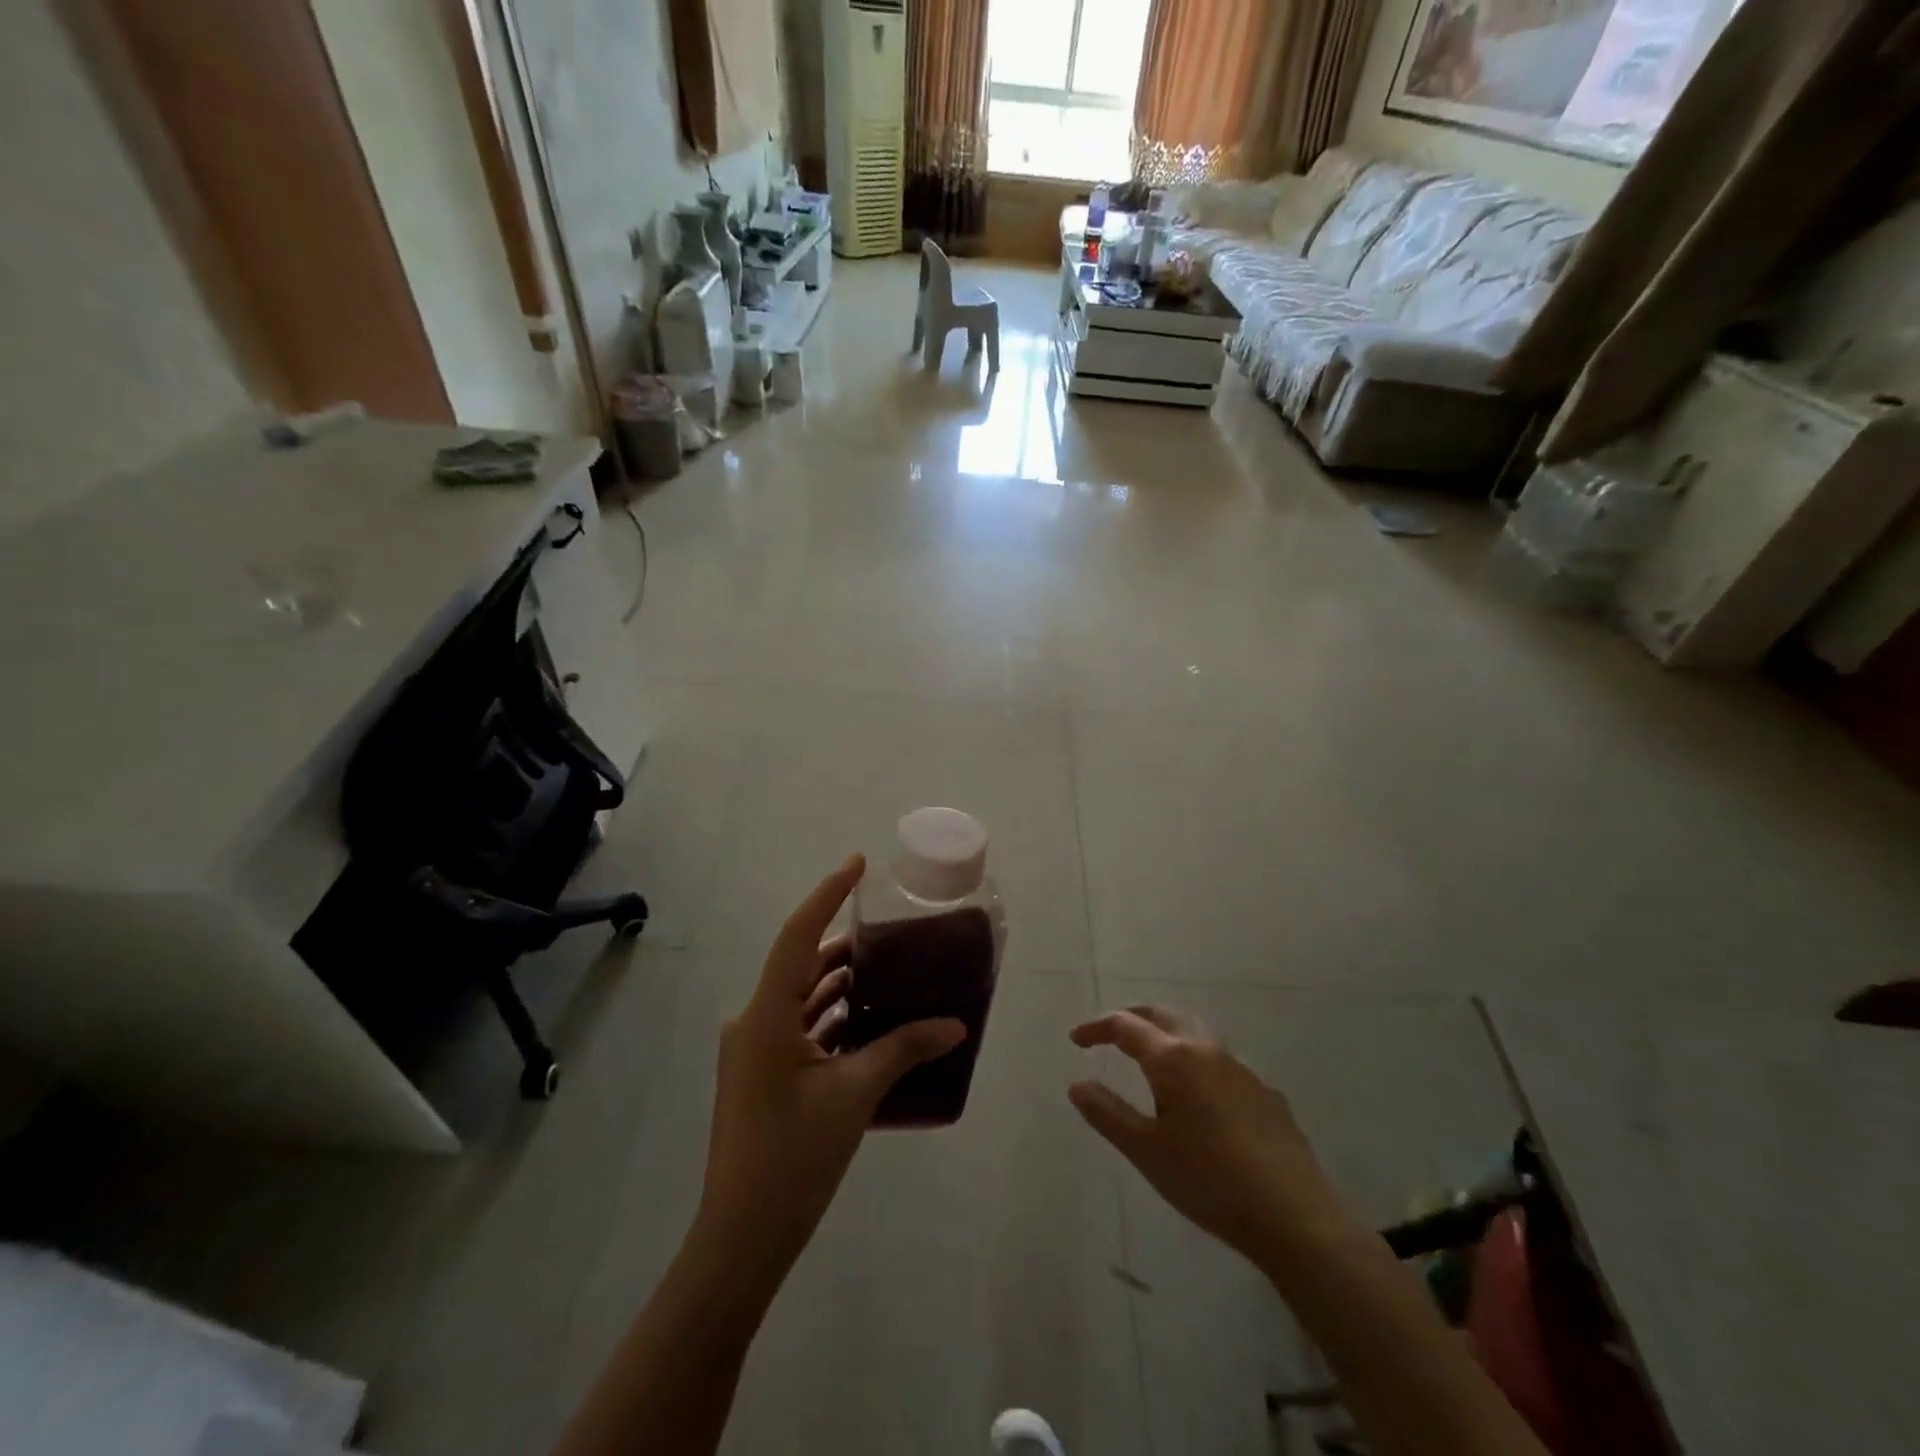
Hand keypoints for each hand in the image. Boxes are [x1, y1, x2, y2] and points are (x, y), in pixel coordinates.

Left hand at [697, 855, 966, 1279]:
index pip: (799, 935)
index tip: (857, 863)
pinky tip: (870, 1018)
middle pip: (801, 964)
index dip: (828, 894)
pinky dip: (833, 1016)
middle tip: (890, 927)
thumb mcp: (855, 1095)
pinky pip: (801, 1027)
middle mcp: (754, 1021)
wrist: (742, 1238)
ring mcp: (756, 1049)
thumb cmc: (793, 1158)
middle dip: (844, 944)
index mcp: (766, 1015)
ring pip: (802, 997)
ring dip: (840, 983)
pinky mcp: (763, 1073)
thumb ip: (904, 1049)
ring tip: (889, 967)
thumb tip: (956, 1024)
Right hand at [1068, 1006, 1350, 1277]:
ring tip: (1149, 1056)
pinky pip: (1220, 1061)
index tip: (1076, 1040)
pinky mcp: (1264, 1092)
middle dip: (1132, 1018)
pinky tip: (1198, 1094)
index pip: (1125, 1026)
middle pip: (1162, 1015)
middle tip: (1108, 1033)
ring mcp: (1241, 1069)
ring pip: (1194, 1033)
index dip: (1097, 1028)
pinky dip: (1195, 1060)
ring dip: (1165, 1034)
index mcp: (1173, 1058)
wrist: (1293, 1216)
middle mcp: (1206, 1050)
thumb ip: (1107, 1113)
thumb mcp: (1146, 1151)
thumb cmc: (1208, 1180)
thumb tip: (1077, 1084)